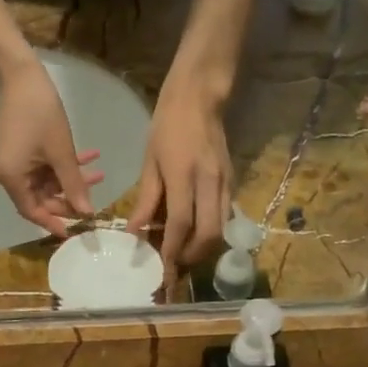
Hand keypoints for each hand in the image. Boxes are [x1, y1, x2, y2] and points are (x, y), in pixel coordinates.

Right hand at [0, 59, 102, 236]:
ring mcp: (12, 163)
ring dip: (70, 179)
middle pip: (40, 198)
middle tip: (94, 200)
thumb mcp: (62, 153)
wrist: (22, 75)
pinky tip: (90, 157)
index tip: (75, 231)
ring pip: (46, 182)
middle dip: (68, 198)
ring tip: (99, 174)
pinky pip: (43, 166)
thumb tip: (86, 213)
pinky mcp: (19, 151)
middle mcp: (6, 175)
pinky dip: (63, 164)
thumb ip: (73, 186)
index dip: (54, 222)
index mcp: (10, 179)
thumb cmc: (41, 114)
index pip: (33, 211)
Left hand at [127, 81, 231, 274]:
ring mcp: (225, 183)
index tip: (162, 269)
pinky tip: (195, 233)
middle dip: (192, 256)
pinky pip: (225, 217)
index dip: (171, 250)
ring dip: (203, 248)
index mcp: (184, 175)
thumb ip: (145, 200)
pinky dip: (211, 232)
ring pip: (221, 230)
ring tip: (183, 253)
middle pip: (208, 235)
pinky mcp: (232, 182)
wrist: (199, 98)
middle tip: (174, 264)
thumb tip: (134, 232)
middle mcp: (209, 183)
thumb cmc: (167, 127)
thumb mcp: (149, 163)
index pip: (180, 223)